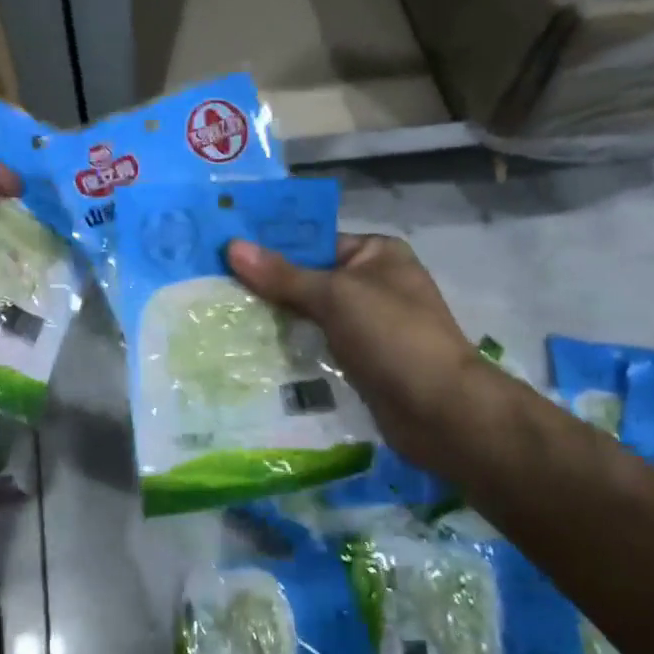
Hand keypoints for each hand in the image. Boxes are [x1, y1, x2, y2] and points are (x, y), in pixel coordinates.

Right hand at [226, 232, 484, 466]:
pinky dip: (290, 348)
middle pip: (307, 279)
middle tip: (213, 288)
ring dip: (274, 320)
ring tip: (222, 318)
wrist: (440, 411)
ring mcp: (367, 325)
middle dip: (266, 287)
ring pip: (309, 315)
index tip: (222, 253)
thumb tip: (232, 246)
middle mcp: (372, 284)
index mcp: (376, 254)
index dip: (270, 248)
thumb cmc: (392, 336)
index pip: (313, 242)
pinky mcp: (359, 361)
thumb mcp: (334, 295)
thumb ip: (282, 275)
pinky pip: (316, 346)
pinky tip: (251, 350)